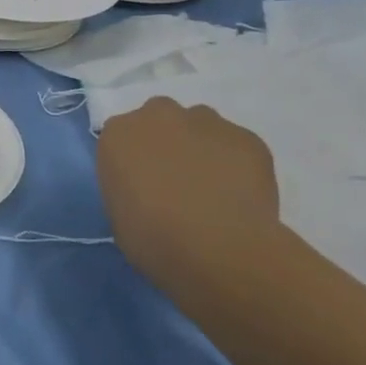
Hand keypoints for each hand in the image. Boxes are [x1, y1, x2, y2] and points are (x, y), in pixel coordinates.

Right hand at [95, 98, 288, 283]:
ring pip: (201, 127)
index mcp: (118, 134)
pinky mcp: (247, 138)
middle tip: (176, 181)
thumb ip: (129, 188)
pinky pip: (237, 146)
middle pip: (161, 119)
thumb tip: (148, 190)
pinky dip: (237, 165)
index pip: (122, 138)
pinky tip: (240, 197)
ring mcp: (206, 122)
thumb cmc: (153, 239)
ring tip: (213, 189)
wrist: (218, 248)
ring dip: (202, 148)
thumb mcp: (119, 216)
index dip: (134, 161)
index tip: (143, 186)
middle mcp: (158, 115)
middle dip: (167, 142)